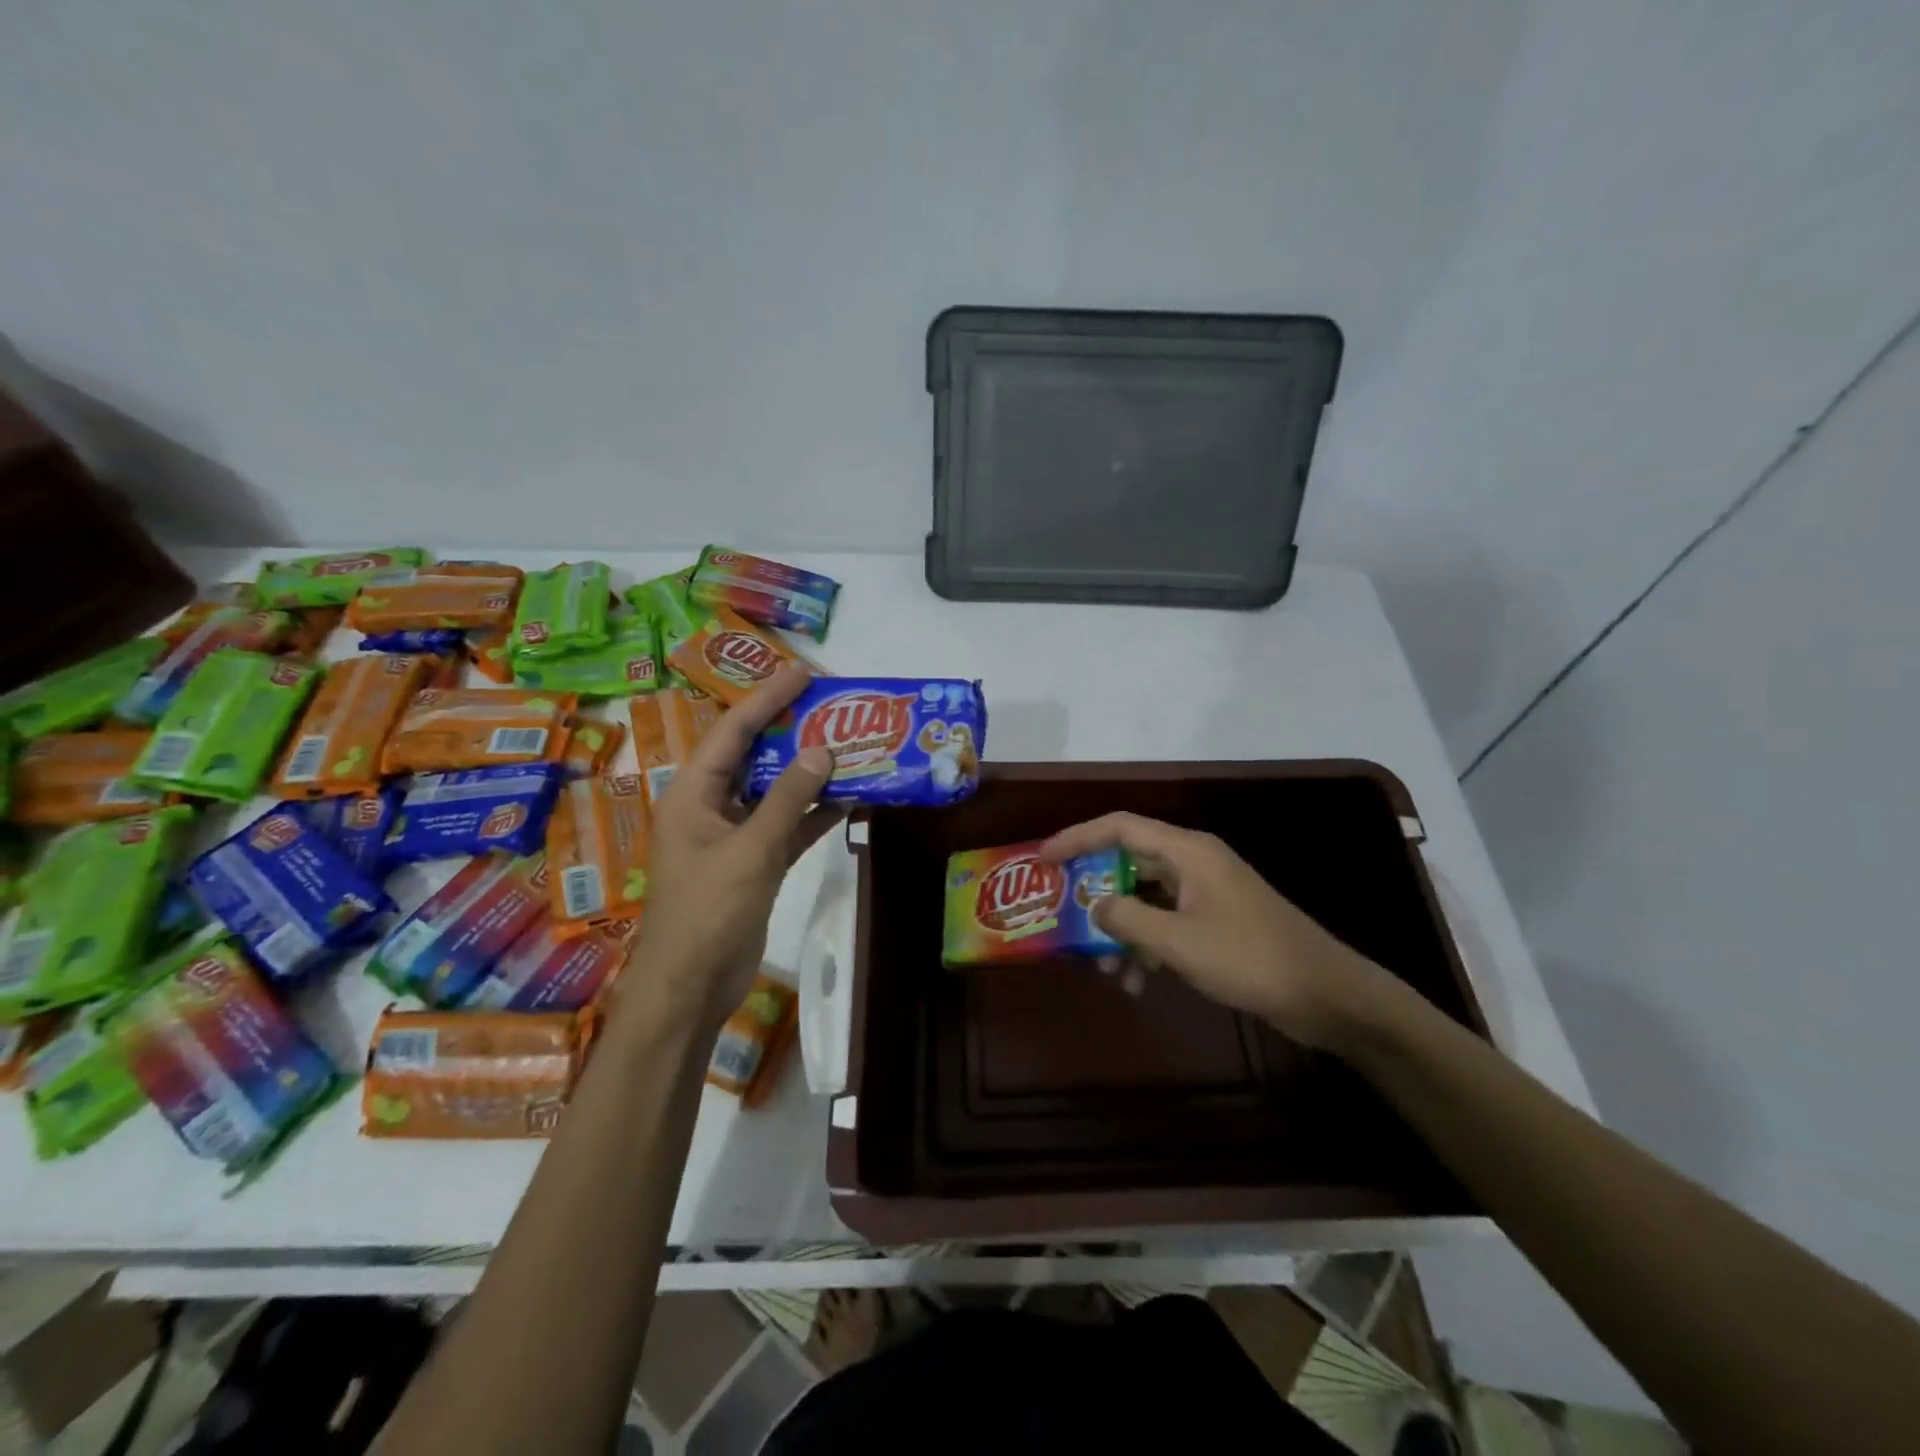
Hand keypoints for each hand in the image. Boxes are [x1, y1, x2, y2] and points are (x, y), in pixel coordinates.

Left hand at [634, 664, 839, 1028]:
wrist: (692, 985)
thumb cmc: (709, 910)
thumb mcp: (751, 849)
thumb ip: (788, 799)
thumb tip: (822, 750)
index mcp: (694, 792)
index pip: (733, 730)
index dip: (768, 698)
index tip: (804, 673)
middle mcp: (711, 805)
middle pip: (754, 755)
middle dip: (792, 730)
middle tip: (834, 706)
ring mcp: (734, 835)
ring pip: (775, 790)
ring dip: (810, 773)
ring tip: (851, 745)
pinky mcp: (754, 861)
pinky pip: (787, 825)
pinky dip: (814, 813)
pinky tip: (849, 799)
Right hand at [1041, 813, 1387, 1048]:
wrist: (1325, 994)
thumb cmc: (1249, 958)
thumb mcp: (1178, 941)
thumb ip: (1127, 918)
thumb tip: (1093, 905)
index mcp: (1186, 851)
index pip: (1119, 826)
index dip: (1077, 836)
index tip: (1043, 858)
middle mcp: (1194, 862)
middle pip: (1129, 861)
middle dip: (1095, 891)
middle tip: (1063, 914)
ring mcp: (1206, 892)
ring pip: (1145, 898)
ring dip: (1121, 929)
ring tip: (1103, 968)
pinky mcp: (1216, 921)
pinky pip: (1166, 922)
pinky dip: (1147, 946)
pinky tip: (1137, 983)